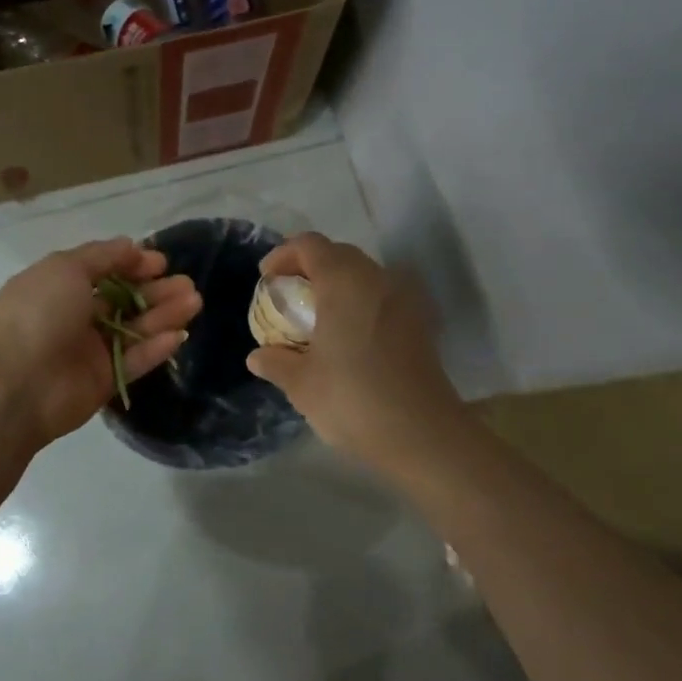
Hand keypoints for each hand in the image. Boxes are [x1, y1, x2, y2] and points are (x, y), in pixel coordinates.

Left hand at [0, 238, 201, 446]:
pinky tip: (180, 335)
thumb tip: (131, 245)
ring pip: (134, 329)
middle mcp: (74, 316)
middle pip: (124, 301)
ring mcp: (89, 351)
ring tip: (195, 302)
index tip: (160, 262)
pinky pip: (134, 361)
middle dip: (156, 290)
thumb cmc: (38, 314)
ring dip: (164, 315)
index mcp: (58, 286)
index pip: (102, 271)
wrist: (15, 385)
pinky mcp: (102, 381)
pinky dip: (156, 348)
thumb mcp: (65, 269)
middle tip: (188, 284)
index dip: (132, 264)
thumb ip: (102, 256)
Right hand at [245, 233, 463, 464]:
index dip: (283, 255)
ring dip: (336, 285)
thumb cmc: (353, 399)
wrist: (423, 435)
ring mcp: (405, 299)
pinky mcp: (420, 323)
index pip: (309, 245)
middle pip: (338, 254)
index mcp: (344, 282)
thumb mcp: (301, 384)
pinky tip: (348, 337)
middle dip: (309, 268)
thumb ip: (276, 362)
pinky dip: (360, 303)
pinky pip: (382, 296)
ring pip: (364, 274)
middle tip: (288, 296)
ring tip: (316, 318)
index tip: (266, 279)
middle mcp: (377, 279)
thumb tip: (257, 356)